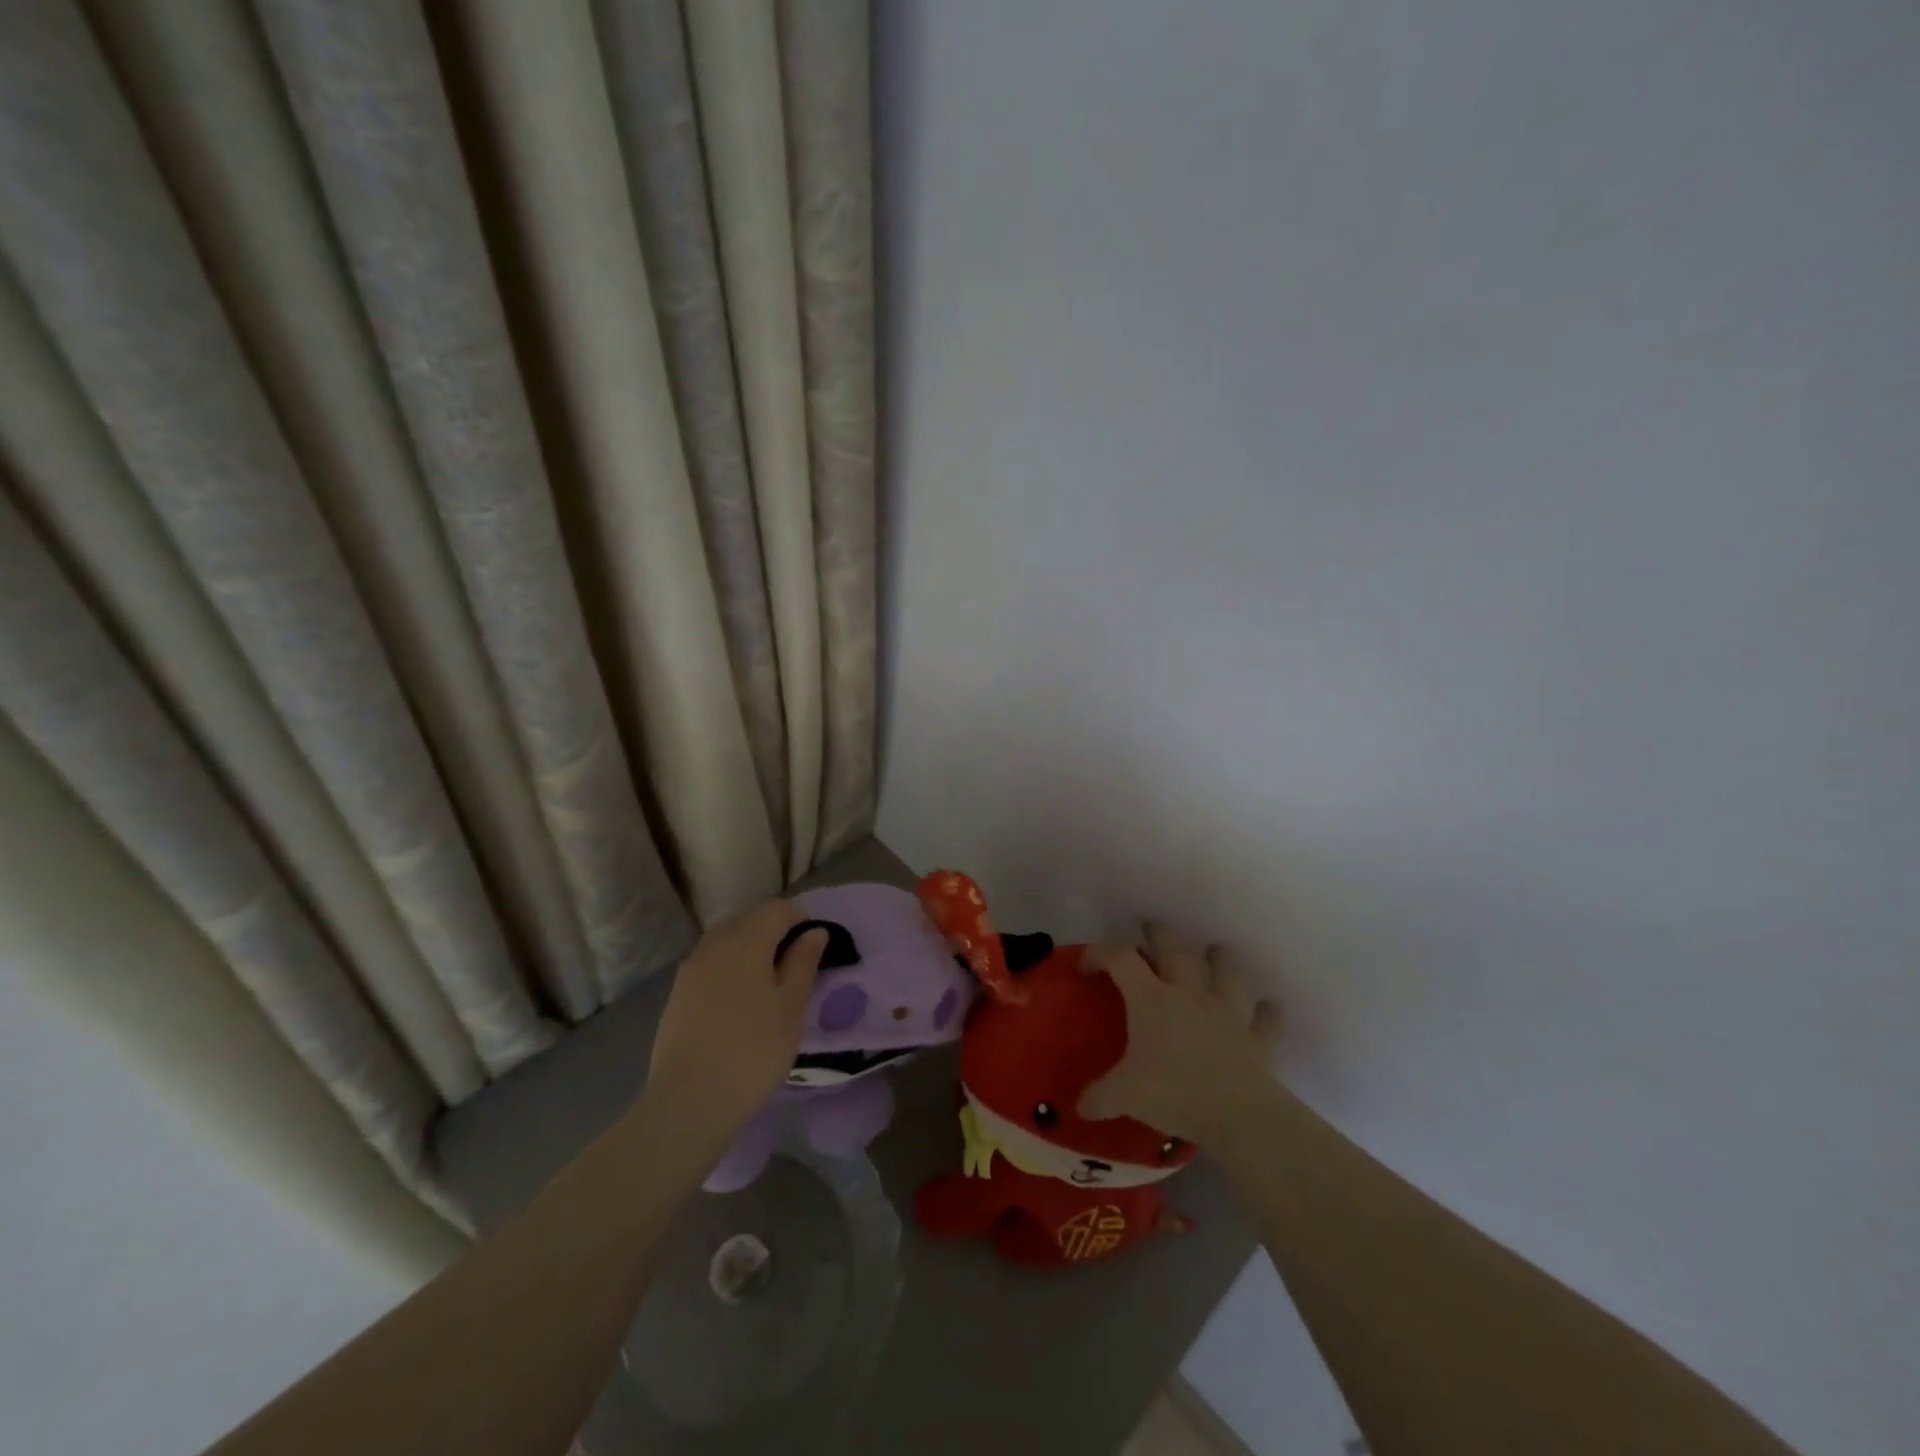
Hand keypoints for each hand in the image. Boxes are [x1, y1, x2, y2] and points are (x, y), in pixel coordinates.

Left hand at [646, 900, 828, 1138]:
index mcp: (746, 941)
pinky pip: (709, 962)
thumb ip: (804, 963)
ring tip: (767, 982)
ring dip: (749, 947)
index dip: (800, 920)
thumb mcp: (792, 1007)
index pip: (777, 909)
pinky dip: (729, 966)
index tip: (814, 948)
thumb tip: (814, 932)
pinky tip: (739, 999)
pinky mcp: (677, 994)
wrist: (689, 1101)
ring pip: (726, 939)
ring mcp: (691, 969)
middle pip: (748, 919)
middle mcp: (714, 945)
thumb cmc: (753, 1051)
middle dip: (773, 930)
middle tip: (794, 964)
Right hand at [1078, 922, 1283, 1143]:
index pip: (1120, 958)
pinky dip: (1265, 1011)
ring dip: (1219, 958)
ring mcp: (1227, 1011)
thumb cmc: (1174, 1092)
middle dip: (1159, 933)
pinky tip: (1265, 1008)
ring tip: (1214, 953)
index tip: (1087, 966)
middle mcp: (1189, 993)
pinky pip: (1265, 1017)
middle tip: (1149, 928)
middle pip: (1174, 947)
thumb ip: (1099, 1097)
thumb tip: (1081, 1106)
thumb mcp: (1125, 1096)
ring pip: (1226, 969)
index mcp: (1151, 999)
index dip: (1101, 953)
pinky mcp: (1257, 1037)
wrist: (1238, 1114)